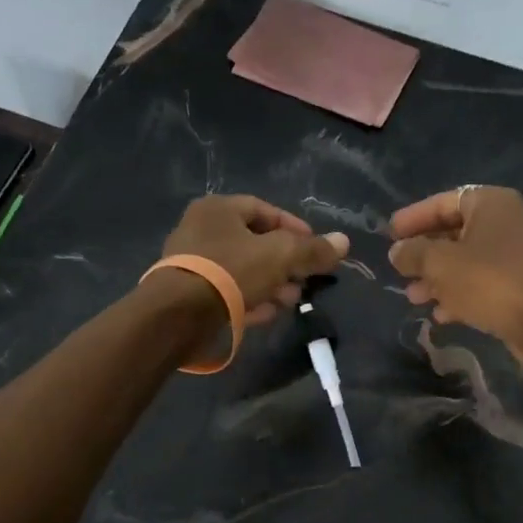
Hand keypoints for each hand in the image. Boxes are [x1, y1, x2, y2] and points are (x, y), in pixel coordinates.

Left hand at [160, 195, 347, 325]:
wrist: (179, 314)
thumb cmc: (231, 271)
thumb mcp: (280, 256)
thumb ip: (313, 250)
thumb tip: (344, 242)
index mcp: (218, 209)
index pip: (265, 210)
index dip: (295, 227)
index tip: (315, 247)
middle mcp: (201, 229)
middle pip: (255, 242)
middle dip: (285, 262)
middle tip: (305, 279)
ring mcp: (192, 262)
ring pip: (243, 269)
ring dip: (271, 283)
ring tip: (290, 301)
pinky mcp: (189, 293)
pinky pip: (227, 291)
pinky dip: (249, 299)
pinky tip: (266, 314)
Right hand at [388, 186, 522, 367]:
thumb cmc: (489, 281)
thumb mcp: (441, 264)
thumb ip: (414, 254)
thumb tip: (397, 251)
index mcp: (491, 204)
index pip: (443, 202)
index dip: (414, 218)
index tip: (390, 234)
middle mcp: (507, 222)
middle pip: (455, 233)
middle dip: (425, 254)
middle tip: (399, 269)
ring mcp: (517, 254)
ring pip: (467, 261)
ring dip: (438, 278)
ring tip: (413, 297)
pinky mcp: (521, 284)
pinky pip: (482, 282)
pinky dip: (460, 294)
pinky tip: (440, 314)